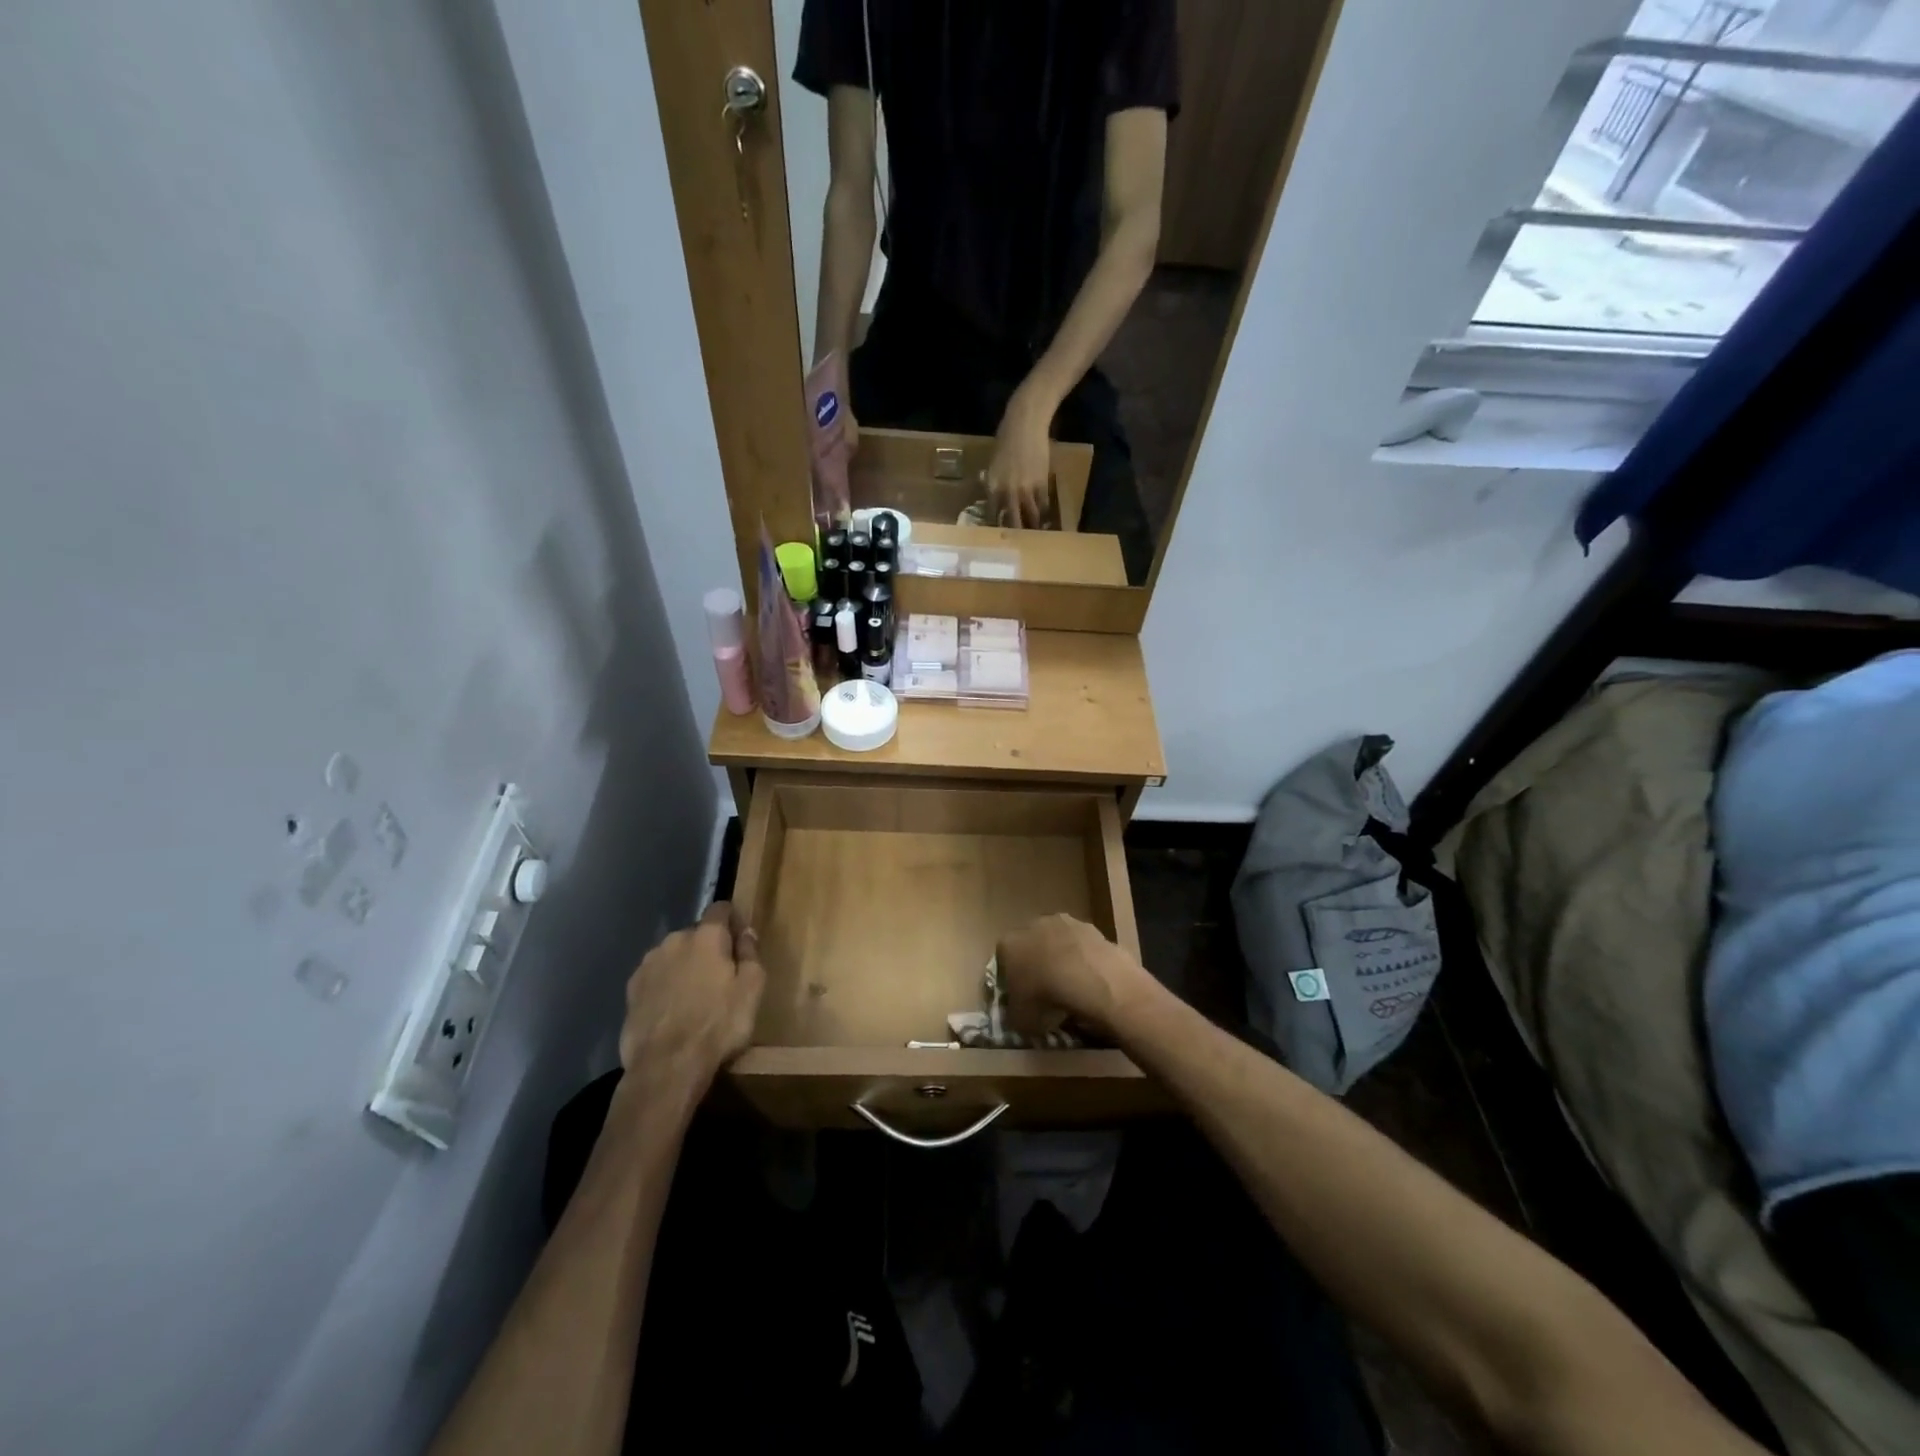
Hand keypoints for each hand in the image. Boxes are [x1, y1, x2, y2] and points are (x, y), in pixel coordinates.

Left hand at [619, 902, 764, 1097]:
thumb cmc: (718, 1025)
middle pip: (696, 934)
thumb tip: (746, 933)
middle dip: (708, 948)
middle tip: (720, 977)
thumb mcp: (751, 990)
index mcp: (706, 936)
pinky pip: (655, 977)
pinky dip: (665, 985)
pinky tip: (672, 1010)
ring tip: (693, 997)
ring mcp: (648, 964)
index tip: (740, 940)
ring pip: (673, 955)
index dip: (732, 919)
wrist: (666, 1066)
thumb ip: (750, 954)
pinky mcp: (631, 989)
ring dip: (684, 966)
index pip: (720, 908)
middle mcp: (674, 940)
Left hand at [985, 389, 1054, 528]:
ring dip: (1034, 528)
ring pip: (1030, 517)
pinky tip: (1047, 522)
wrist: (1025, 423)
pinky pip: (1043, 505)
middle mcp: (1008, 492)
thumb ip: (993, 483)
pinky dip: (1045, 515)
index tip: (999, 538)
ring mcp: (1026, 489)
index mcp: (992, 486)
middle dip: (1016, 535)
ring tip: (1036, 539)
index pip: (992, 515)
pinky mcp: (1042, 483)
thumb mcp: (993, 464)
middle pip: (1012, 522)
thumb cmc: (1006, 439)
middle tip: (1019, 545)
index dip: (996, 528)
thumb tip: (995, 499)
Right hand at [996, 913, 1153, 1037]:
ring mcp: (1060, 922)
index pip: (1002, 961)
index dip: (1011, 980)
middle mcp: (1030, 926)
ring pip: (1056, 941)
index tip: (1021, 997)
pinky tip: (1089, 978)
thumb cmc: (1045, 997)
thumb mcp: (1019, 1020)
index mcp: (1007, 945)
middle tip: (1046, 991)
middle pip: (1029, 946)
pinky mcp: (1087, 926)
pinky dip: (1082, 958)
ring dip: (1060, 958)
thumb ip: (1013, 1014)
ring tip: (1071, 985)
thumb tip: (1017, 1014)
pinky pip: (1079, 944)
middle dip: (1035, 964)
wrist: (1088, 977)